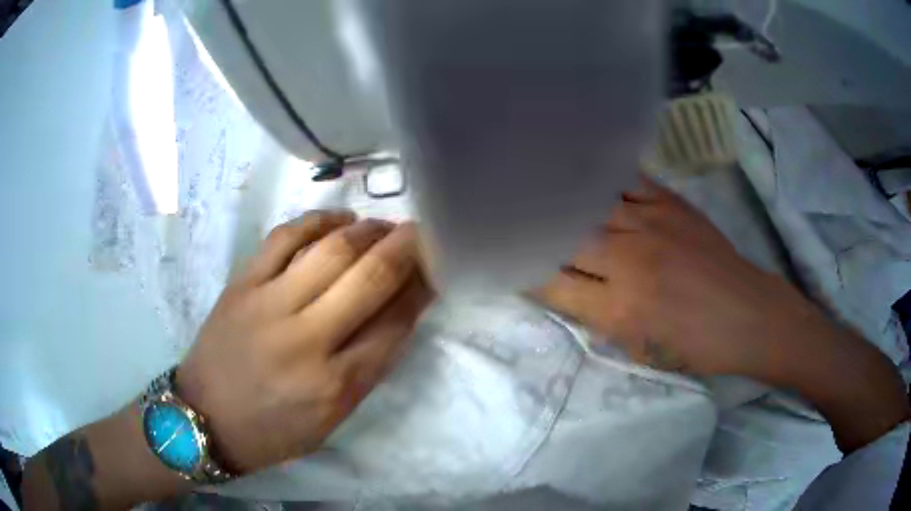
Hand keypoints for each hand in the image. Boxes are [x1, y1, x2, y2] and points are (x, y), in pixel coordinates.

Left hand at [176, 211, 432, 473]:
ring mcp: (269, 305)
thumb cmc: (273, 431)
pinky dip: (318, 221)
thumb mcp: (332, 419)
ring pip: (332, 250)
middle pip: (370, 278)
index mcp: (335, 385)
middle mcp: (306, 340)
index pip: (394, 323)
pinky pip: (285, 238)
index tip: (436, 267)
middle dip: (407, 247)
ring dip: (369, 231)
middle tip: (424, 232)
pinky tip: (341, 219)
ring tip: (385, 226)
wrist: (204, 418)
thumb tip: (399, 313)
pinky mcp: (242, 284)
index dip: (422, 288)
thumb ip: (368, 368)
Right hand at [534, 178, 907, 451]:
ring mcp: (650, 223)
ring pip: (588, 203)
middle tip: (506, 217)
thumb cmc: (696, 345)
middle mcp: (628, 260)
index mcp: (619, 309)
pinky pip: (624, 179)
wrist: (748, 314)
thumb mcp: (640, 350)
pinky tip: (578, 163)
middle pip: (563, 237)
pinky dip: (598, 173)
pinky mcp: (669, 202)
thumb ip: (597, 317)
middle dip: (531, 231)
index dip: (521, 273)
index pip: (551, 285)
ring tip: (528, 180)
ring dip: (557, 196)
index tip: (503, 260)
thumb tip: (565, 288)